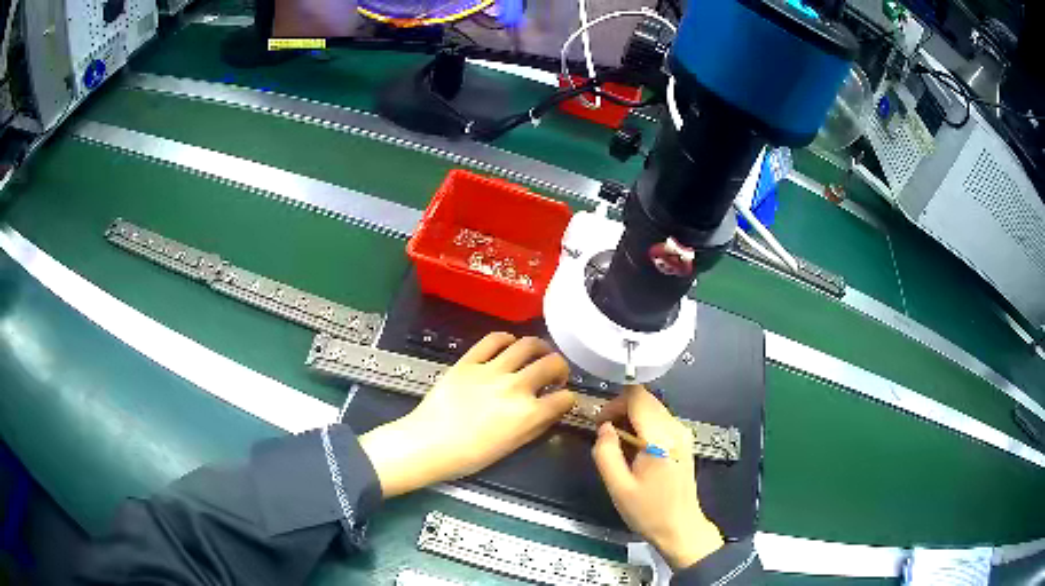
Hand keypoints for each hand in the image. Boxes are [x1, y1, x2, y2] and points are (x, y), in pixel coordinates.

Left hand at [359, 333, 575, 497]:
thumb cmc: (470, 455)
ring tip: (539, 353)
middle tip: (556, 375)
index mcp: (528, 413)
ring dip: (540, 348)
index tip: (562, 400)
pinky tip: (510, 344)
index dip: (568, 399)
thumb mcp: (511, 447)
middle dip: (561, 369)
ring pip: (527, 345)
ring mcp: (492, 370)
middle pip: (552, 364)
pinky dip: (507, 338)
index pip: (564, 398)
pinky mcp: (470, 360)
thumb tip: (550, 411)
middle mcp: (516, 387)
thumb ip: (535, 426)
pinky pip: (493, 340)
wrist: (429, 443)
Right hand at [592, 386, 723, 569]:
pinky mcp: (684, 442)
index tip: (600, 423)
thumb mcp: (618, 486)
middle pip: (645, 399)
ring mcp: (683, 434)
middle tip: (604, 434)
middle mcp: (675, 429)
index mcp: (660, 438)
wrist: (679, 528)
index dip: (614, 403)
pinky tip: (634, 450)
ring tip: (617, 445)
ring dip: (631, 418)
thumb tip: (603, 427)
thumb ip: (606, 453)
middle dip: (620, 409)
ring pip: (653, 409)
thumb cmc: (647, 511)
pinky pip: (660, 421)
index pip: (637, 397)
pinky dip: (643, 426)